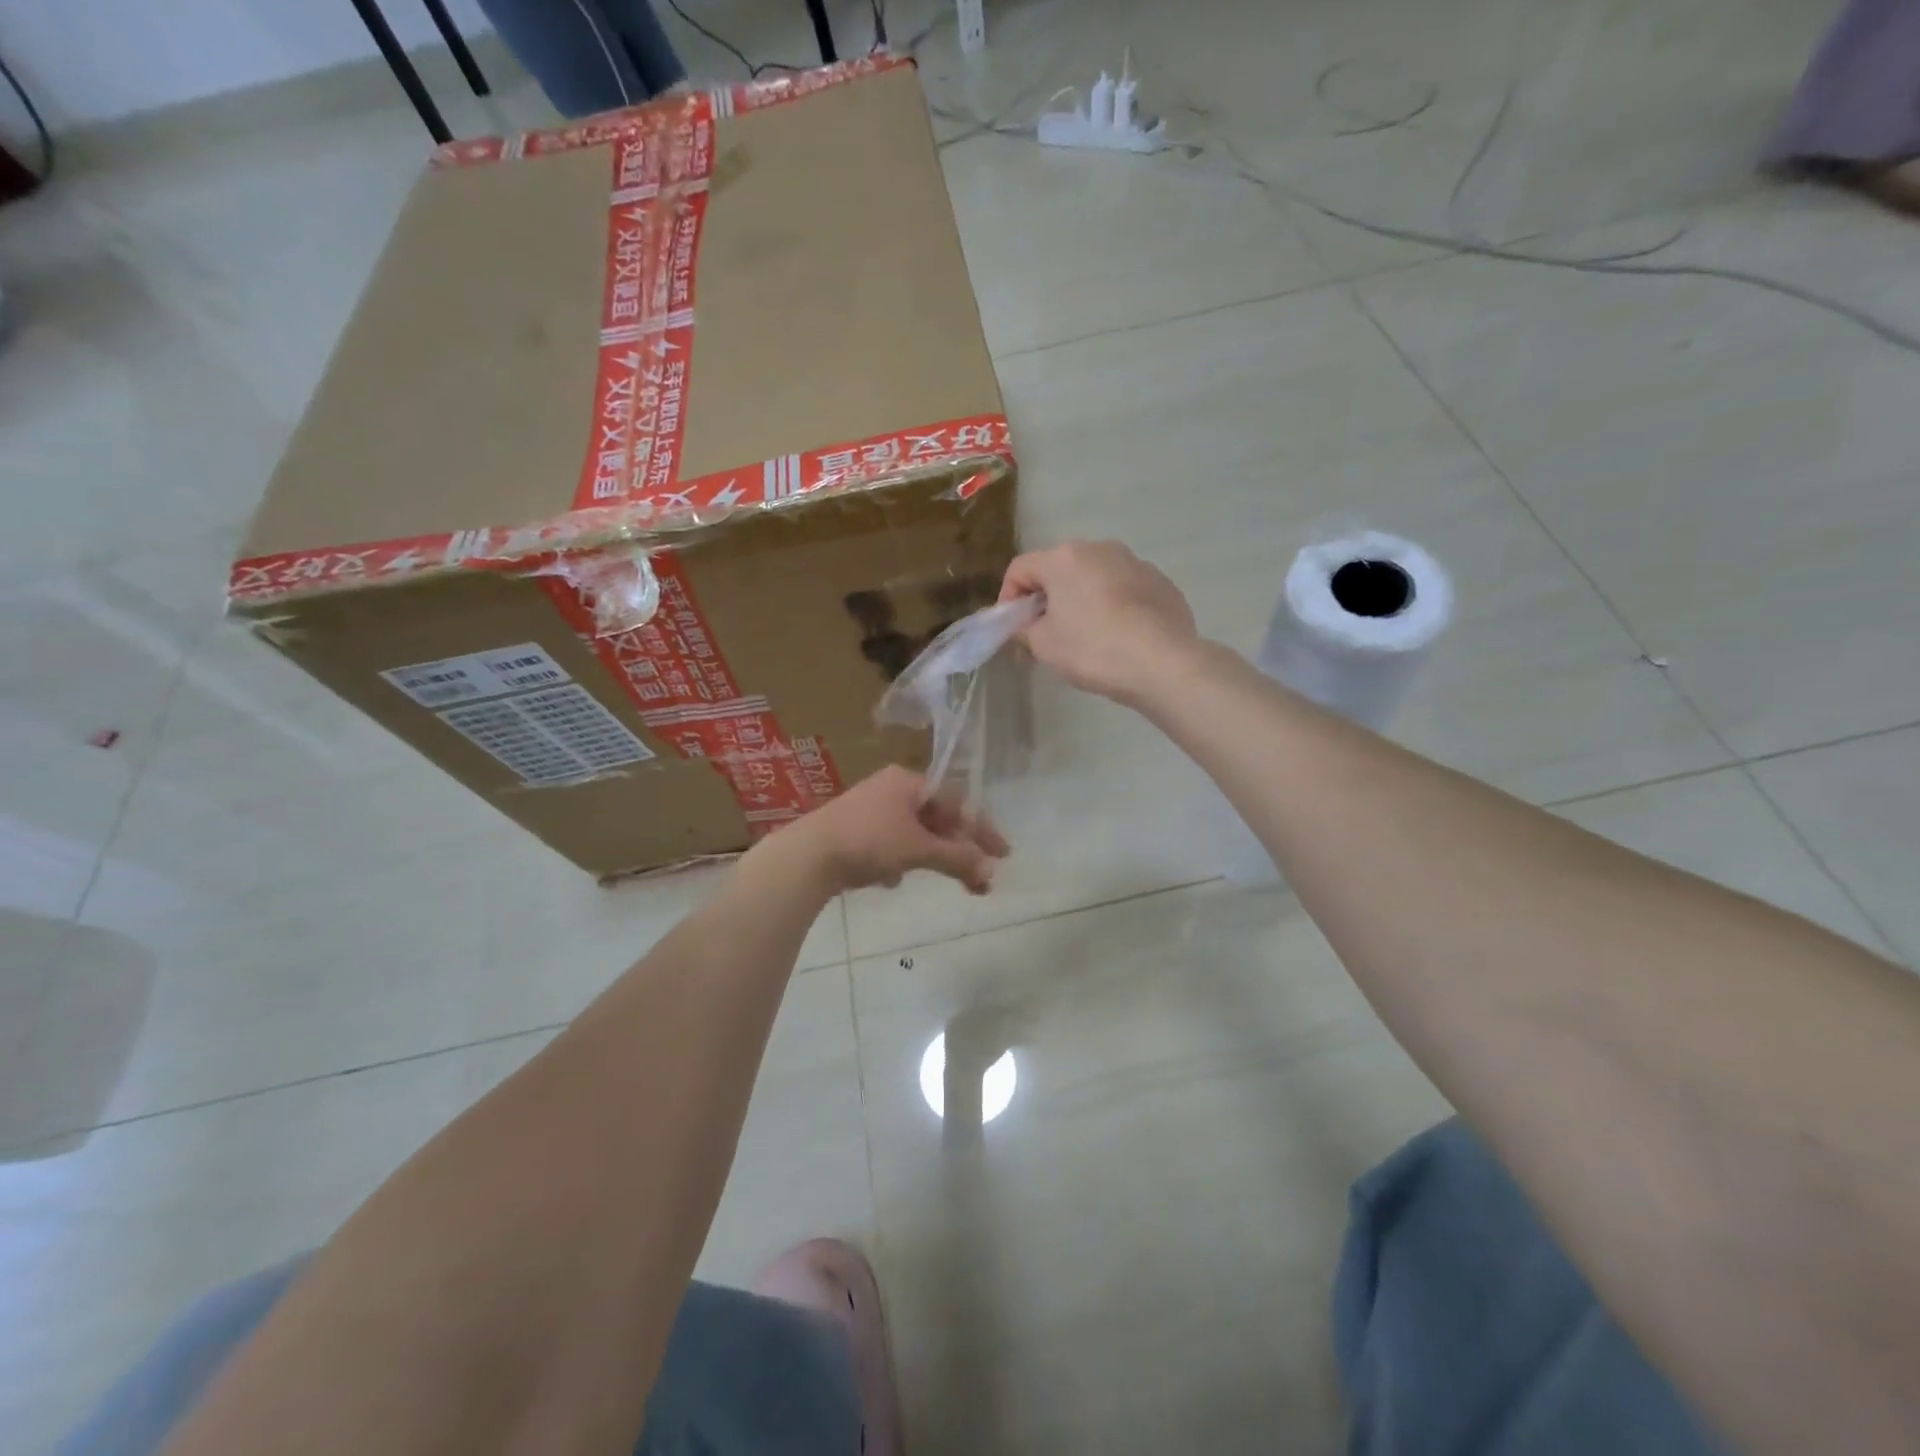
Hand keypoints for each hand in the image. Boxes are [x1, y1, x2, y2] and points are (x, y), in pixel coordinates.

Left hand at [781, 766, 1008, 894]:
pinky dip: (902, 860)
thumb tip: (990, 872)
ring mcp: (870, 809)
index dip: (982, 830)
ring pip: (915, 833)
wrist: (807, 856)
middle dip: (960, 850)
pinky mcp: (853, 831)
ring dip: (933, 857)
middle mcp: (891, 789)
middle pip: (938, 819)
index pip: (957, 803)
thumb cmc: (869, 841)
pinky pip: (891, 843)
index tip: (1002, 855)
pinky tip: (893, 880)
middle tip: (980, 879)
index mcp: (909, 782)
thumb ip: (957, 859)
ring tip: (945, 881)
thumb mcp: (918, 849)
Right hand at [999, 540, 1199, 702]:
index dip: (1008, 597)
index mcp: (1064, 558)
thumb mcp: (1043, 645)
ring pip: (1095, 577)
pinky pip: (1125, 590)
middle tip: (1045, 633)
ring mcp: (1135, 563)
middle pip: (1060, 569)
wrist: (1163, 663)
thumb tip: (1027, 624)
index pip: (1020, 568)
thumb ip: (1024, 629)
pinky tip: (1120, 637)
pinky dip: (1114, 607)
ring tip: (1086, 636)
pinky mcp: (1162, 583)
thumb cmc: (1093, 649)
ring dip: (1083, 599)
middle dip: (1047, 597)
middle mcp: (1100, 549)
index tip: (1012, 628)